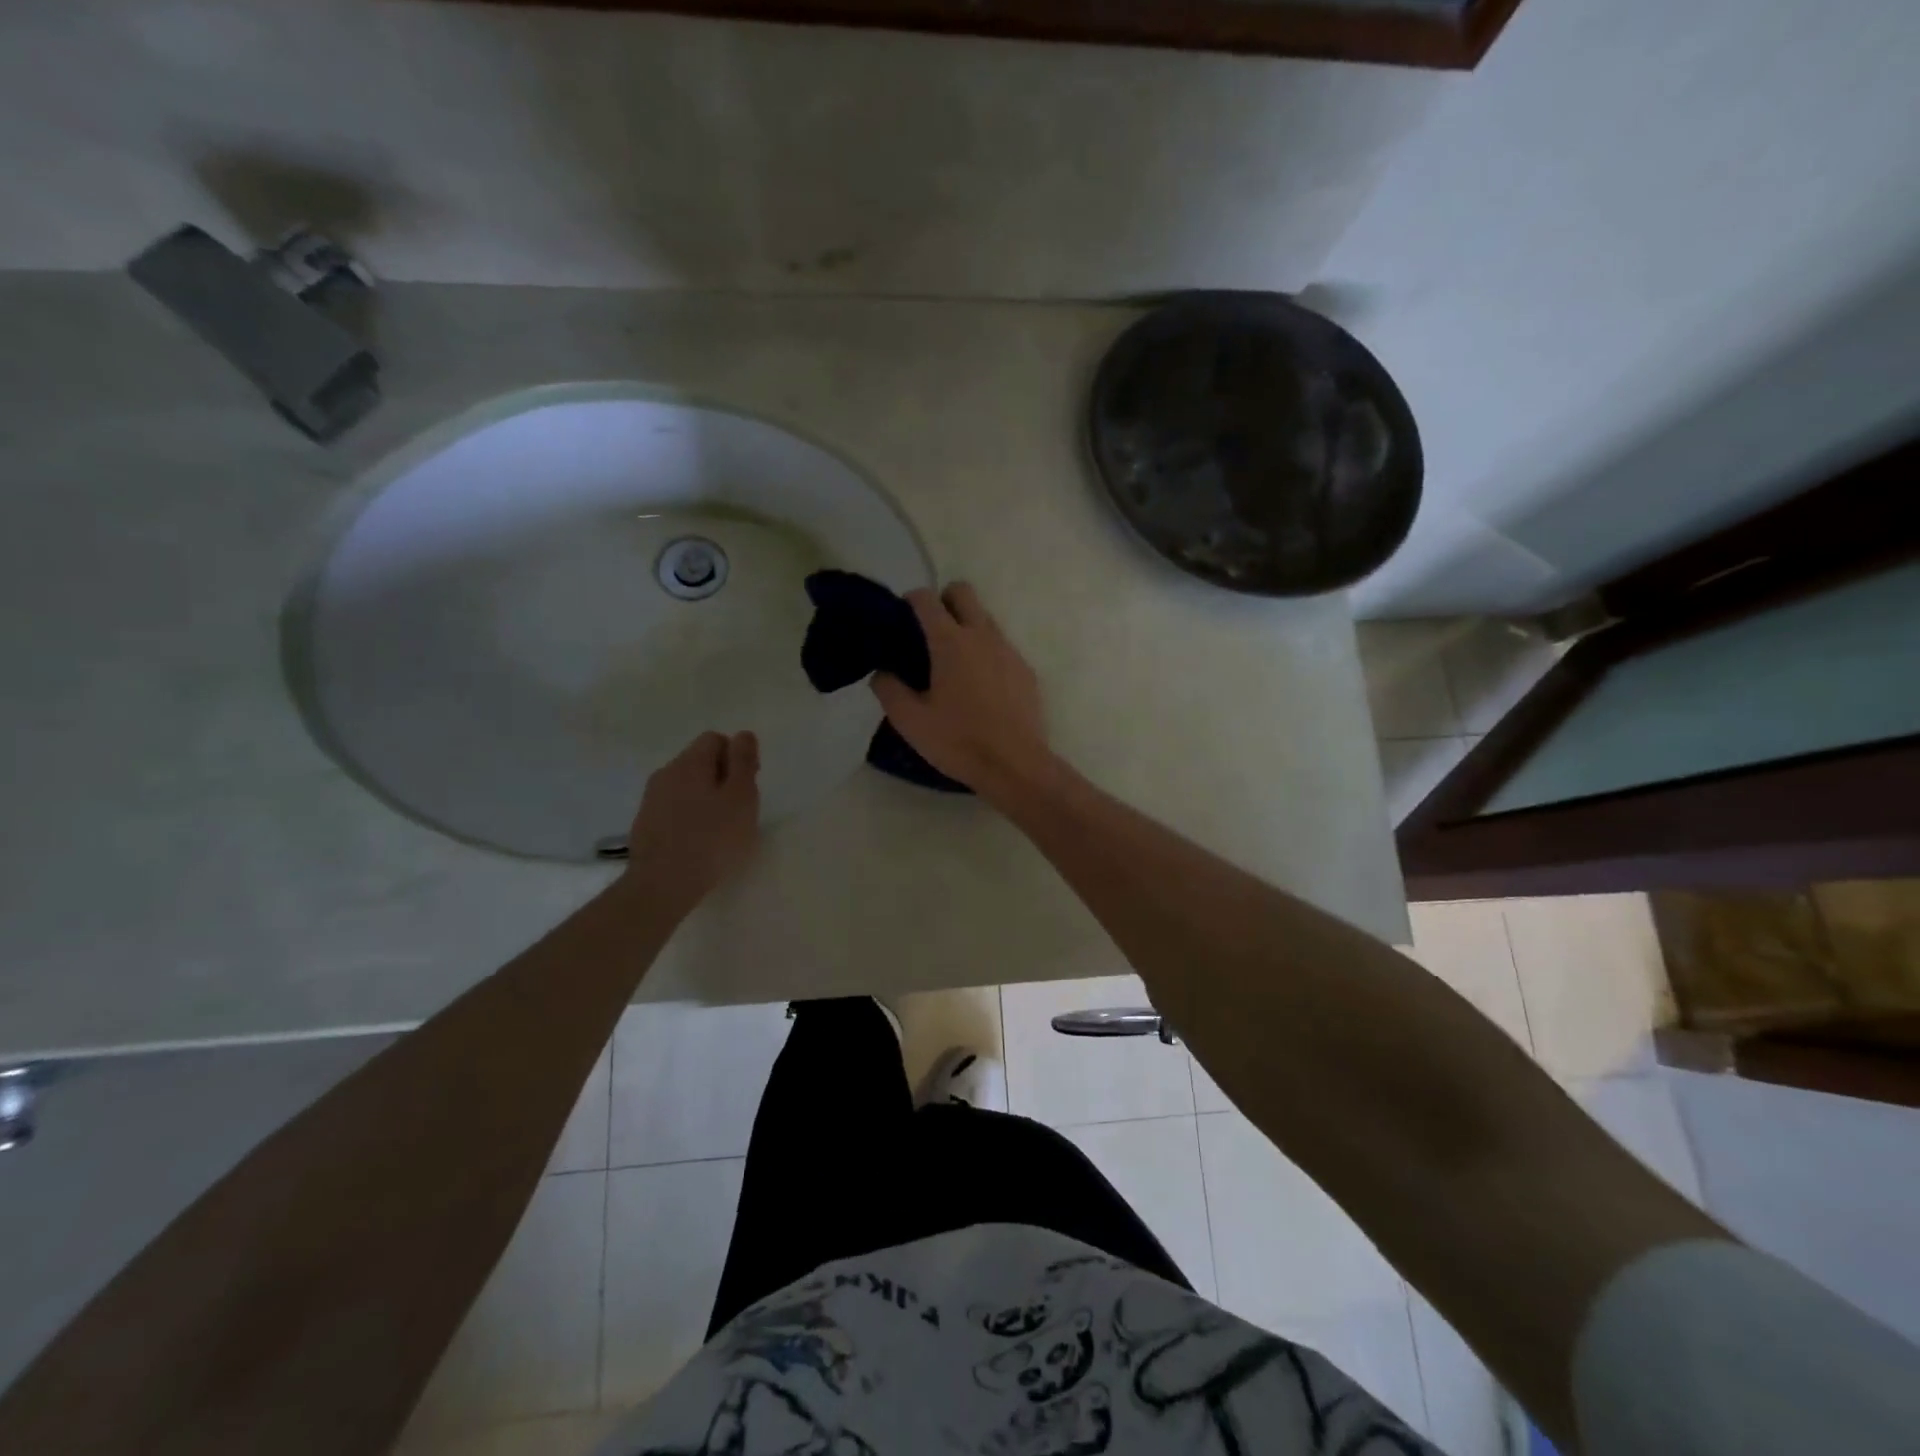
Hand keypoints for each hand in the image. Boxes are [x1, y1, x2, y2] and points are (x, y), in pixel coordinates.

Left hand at [625, 731, 760, 907]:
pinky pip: (674, 807)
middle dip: (722, 777)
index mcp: (690, 762)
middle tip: (739, 809)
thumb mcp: (741, 797)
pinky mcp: (644, 823)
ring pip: (686, 785)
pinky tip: (699, 840)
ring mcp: (651, 799)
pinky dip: (689, 815)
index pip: (715, 739)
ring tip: (720, 827)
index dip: (737, 757)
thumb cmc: (712, 838)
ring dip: (705, 797)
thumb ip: (744, 762)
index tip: (749, 785)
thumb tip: (743, 734)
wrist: (662, 884)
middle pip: (699, 761)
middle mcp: (666, 773)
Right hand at [870, 582, 1053, 801]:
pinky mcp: (1026, 670)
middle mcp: (982, 636)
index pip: (926, 599)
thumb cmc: (958, 742)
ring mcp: (1009, 651)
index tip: (901, 620)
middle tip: (929, 633)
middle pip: (962, 592)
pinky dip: (986, 654)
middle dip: (943, 600)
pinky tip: (979, 687)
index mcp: (951, 642)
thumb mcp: (910, 721)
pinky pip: (1002, 647)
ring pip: (985, 618)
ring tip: (953, 664)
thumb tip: (882, 671)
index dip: (910, 601)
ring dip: (966, 627)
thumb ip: (889, 689)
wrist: (1015, 766)